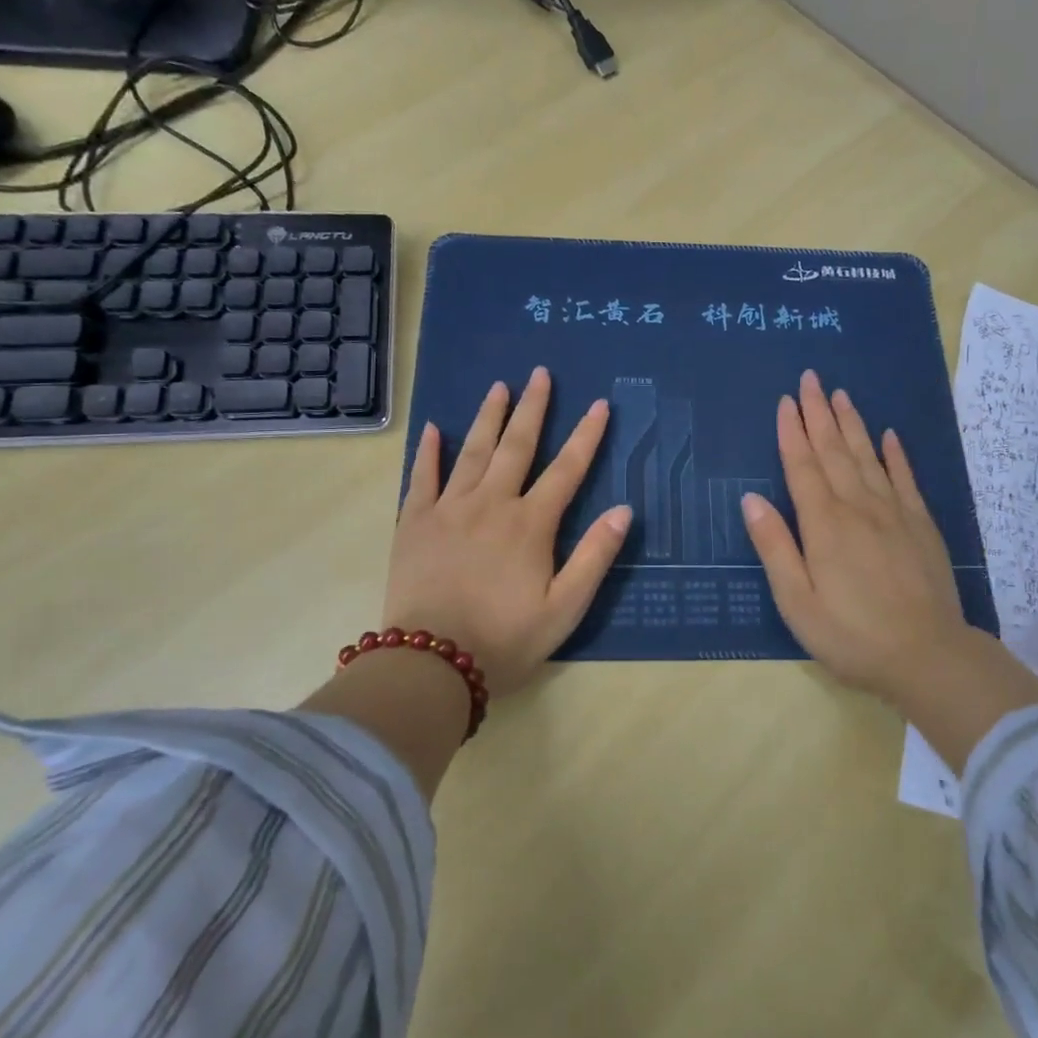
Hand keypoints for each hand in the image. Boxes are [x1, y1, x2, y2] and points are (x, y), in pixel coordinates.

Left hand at [383, 367, 631, 699]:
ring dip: (487, 417)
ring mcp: (448, 510)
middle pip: (516, 446)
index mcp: (530, 524)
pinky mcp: (414, 524)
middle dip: (533, 408)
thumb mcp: (565, 608)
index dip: (586, 436)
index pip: (566, 470)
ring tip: (499, 387)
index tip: (599, 405)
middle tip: (540, 374)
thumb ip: (594, 556)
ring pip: (472, 452)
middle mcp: (491, 504)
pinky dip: (429, 452)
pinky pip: (422, 478)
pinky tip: (434, 429)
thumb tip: (623, 510)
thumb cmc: (506, 640)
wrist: (431, 663)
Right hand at [742, 371, 1037, 763]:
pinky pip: (905, 479)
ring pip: (868, 457)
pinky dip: (895, 454)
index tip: (786, 401)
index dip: (792, 433)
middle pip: (834, 451)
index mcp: (824, 525)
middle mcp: (858, 507)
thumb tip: (751, 499)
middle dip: (819, 413)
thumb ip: (775, 547)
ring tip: (841, 394)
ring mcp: (894, 513)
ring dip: (852, 424)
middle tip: (811, 378)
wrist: (927, 656)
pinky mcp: (921, 525)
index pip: (803, 467)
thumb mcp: (797, 601)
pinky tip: (889, 436)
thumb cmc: (851, 635)